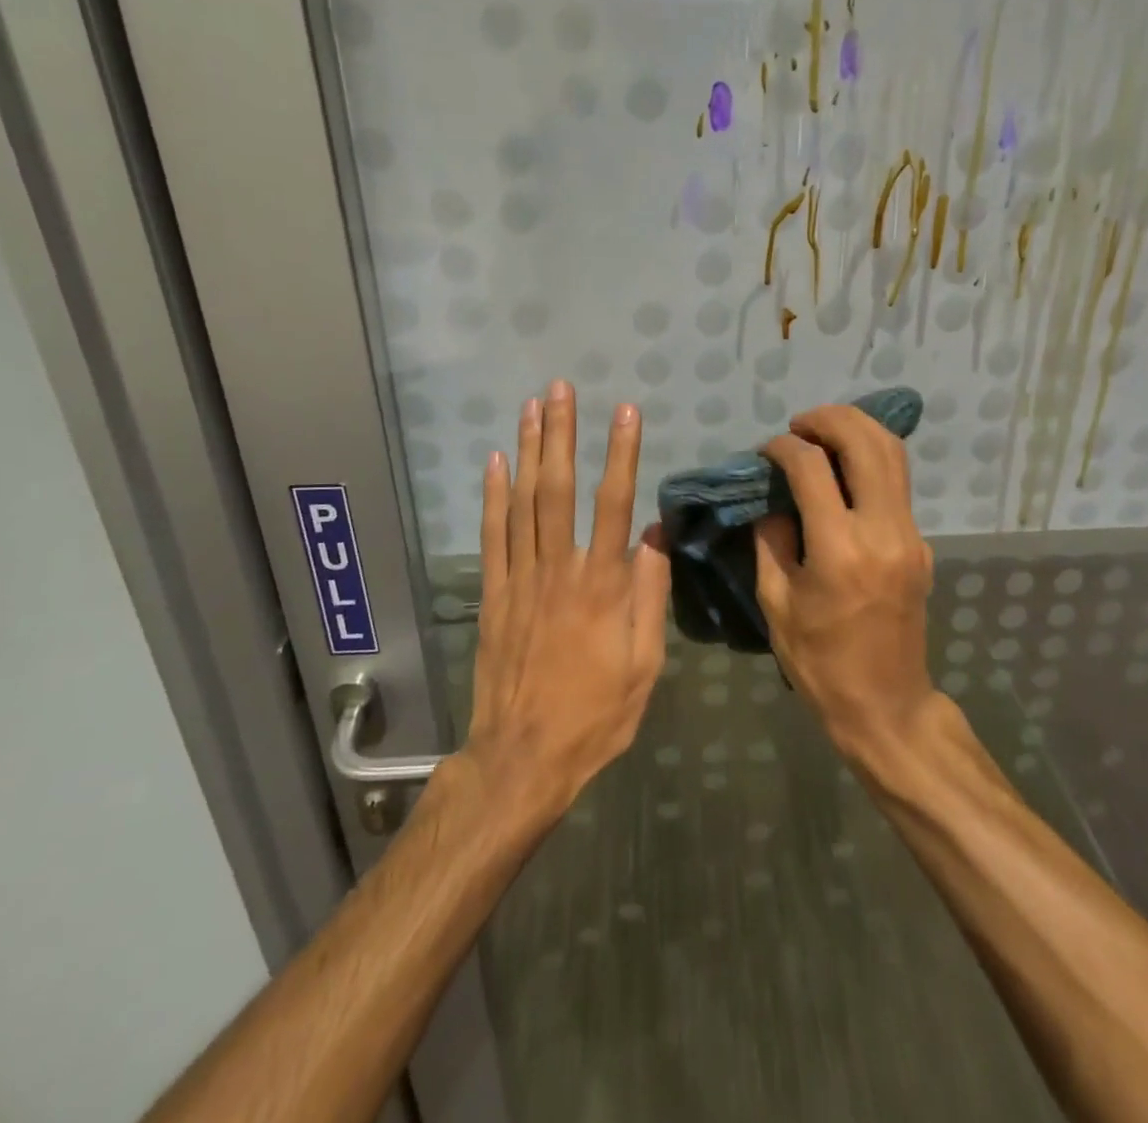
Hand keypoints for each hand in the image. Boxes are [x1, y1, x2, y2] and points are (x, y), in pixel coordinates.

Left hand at [465, 380, 669, 816]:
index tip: (625, 411)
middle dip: (562, 434)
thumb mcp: (644, 664)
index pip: (615, 504)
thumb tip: (656, 535)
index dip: (622, 454)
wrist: (523, 758)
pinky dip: (491, 497)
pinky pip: (491, 537)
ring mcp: (520, 580)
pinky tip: (494, 463)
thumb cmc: (596, 715)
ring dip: (528, 451)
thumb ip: (650, 596)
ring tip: (532, 407)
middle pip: (559, 489)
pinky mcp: (492, 595)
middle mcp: (559, 570)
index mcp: (603, 585)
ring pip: (523, 503)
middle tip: (562, 388)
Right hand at [754, 404, 937, 758]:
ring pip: (893, 454)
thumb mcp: (776, 603)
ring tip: (823, 432)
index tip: (765, 451)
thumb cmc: (820, 661)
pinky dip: (871, 459)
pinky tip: (845, 468)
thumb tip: (773, 498)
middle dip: (828, 419)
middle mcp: (883, 530)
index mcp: (839, 549)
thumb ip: (771, 540)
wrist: (886, 704)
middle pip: (865, 442)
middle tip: (798, 424)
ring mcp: (910, 535)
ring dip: (857, 429)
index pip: (811, 467)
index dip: (783, 448)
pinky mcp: (921, 543)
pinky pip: (898, 483)